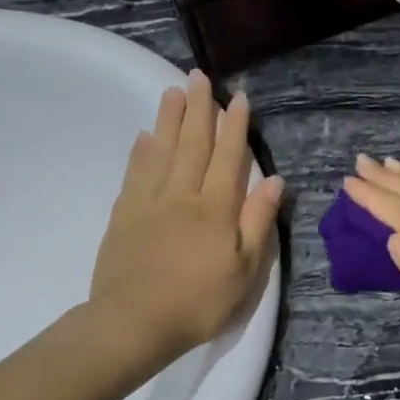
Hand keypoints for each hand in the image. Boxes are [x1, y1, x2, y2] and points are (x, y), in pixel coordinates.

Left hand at [90, 71, 283, 365]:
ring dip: (169, 119)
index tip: (237, 98)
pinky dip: (141, 151)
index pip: (228, 157)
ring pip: (161, 150)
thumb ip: (258, 222)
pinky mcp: (124, 215)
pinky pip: (135, 173)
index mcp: (216, 208)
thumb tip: (274, 180)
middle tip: (198, 76)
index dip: (234, 126)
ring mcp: (149, 202)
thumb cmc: (199, 302)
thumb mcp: (245, 270)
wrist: (134, 323)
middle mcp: (183, 195)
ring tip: (172, 91)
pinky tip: (144, 136)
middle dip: (198, 108)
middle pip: (192, 143)